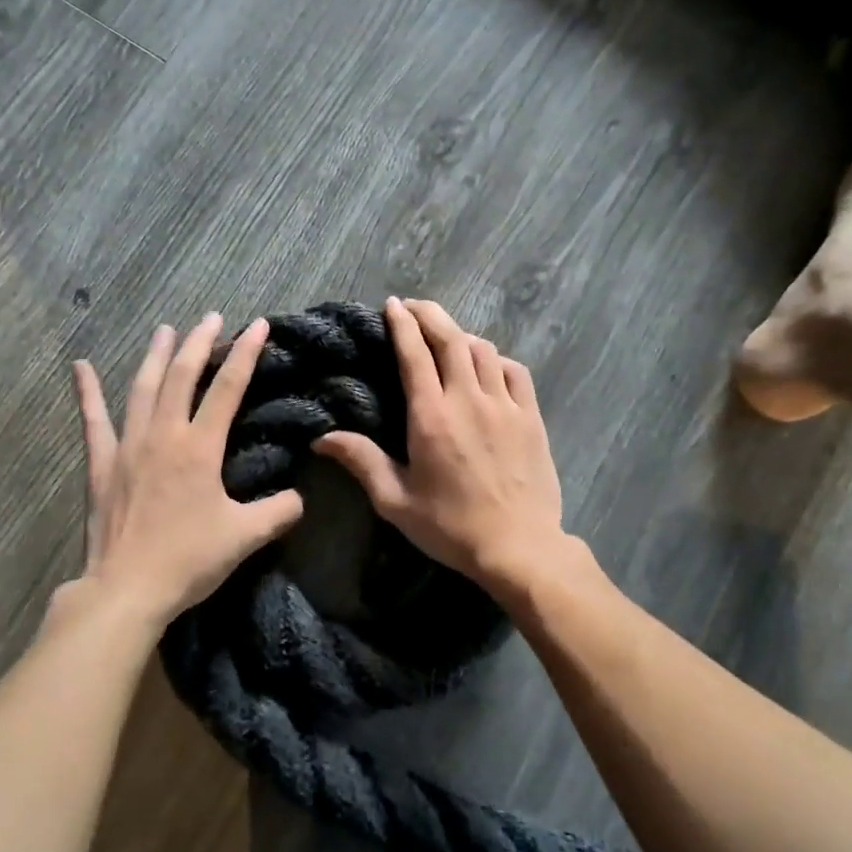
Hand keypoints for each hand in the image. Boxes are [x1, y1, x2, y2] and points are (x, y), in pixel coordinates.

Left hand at [67, 314, 303, 630]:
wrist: (127, 588)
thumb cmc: (188, 560)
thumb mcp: (245, 537)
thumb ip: (278, 512)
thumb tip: (299, 498)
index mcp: (200, 447)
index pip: (228, 388)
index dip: (245, 353)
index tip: (256, 325)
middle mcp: (164, 435)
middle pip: (182, 375)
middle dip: (199, 342)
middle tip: (210, 317)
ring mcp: (128, 446)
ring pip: (143, 388)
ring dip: (155, 355)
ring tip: (164, 329)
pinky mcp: (102, 464)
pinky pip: (94, 420)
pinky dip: (87, 393)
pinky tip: (80, 367)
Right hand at [314, 297, 565, 590]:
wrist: (518, 547)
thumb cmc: (450, 526)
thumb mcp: (396, 501)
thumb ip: (361, 461)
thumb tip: (321, 439)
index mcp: (431, 416)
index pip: (415, 354)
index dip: (402, 324)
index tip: (393, 305)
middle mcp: (468, 399)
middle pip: (451, 339)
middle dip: (430, 315)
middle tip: (414, 306)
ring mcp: (504, 405)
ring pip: (483, 350)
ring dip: (461, 335)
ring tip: (447, 337)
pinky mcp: (530, 417)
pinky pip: (514, 371)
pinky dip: (496, 359)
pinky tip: (488, 365)